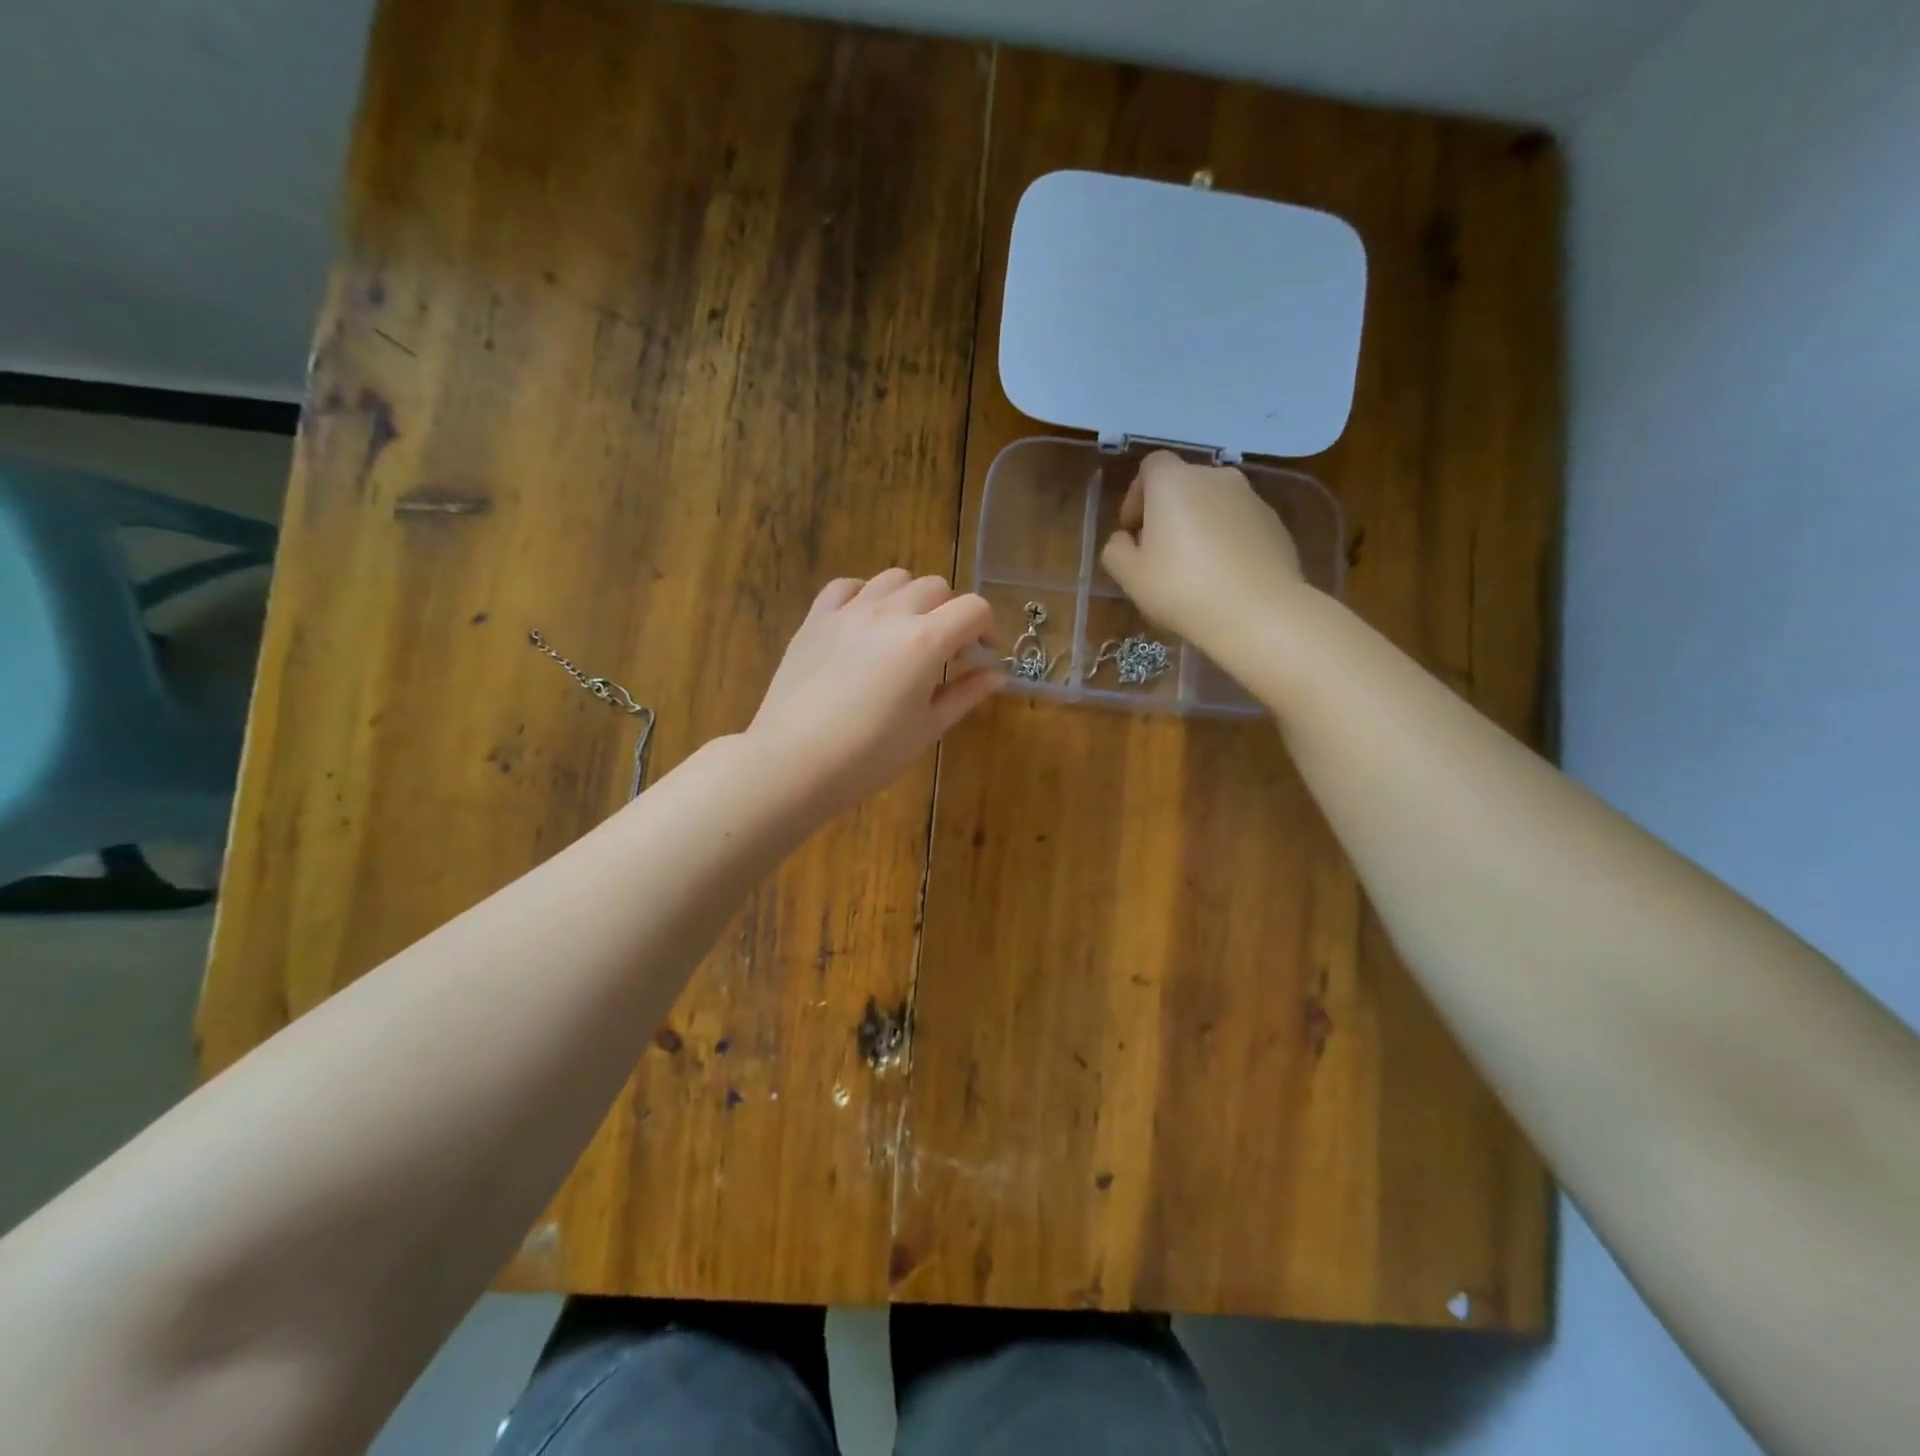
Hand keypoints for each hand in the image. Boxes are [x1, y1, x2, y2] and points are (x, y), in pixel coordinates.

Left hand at [747, 570, 1001, 814]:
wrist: (794, 761)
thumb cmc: (870, 755)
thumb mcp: (927, 728)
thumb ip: (965, 694)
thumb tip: (997, 674)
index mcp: (925, 641)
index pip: (973, 609)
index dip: (987, 627)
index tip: (982, 654)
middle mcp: (890, 613)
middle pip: (936, 587)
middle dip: (951, 613)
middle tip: (947, 650)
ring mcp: (849, 611)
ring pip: (894, 578)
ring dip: (912, 598)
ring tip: (907, 631)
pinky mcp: (816, 618)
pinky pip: (847, 586)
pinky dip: (866, 595)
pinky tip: (866, 621)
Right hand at [1099, 450, 1304, 658]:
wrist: (1258, 612)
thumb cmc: (1182, 588)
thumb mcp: (1130, 576)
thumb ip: (1116, 550)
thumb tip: (1125, 539)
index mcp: (1174, 482)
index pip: (1151, 466)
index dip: (1137, 494)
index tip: (1133, 529)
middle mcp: (1214, 477)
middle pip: (1183, 483)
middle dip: (1168, 510)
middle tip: (1160, 552)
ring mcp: (1251, 497)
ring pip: (1214, 503)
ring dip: (1199, 524)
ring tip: (1195, 567)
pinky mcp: (1275, 521)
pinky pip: (1239, 522)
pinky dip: (1227, 538)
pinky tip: (1224, 575)